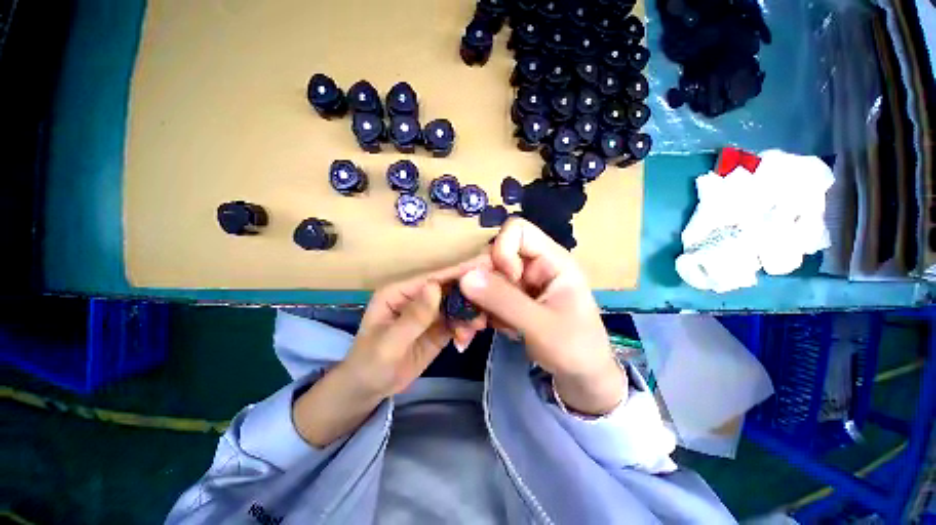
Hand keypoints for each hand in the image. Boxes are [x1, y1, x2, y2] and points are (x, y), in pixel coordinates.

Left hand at [340, 256, 489, 398]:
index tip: (485, 264)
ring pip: (457, 304)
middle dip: (470, 295)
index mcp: (400, 292)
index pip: (433, 278)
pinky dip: (466, 328)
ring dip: (470, 314)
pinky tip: (465, 340)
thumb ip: (414, 316)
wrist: (370, 389)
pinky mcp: (438, 327)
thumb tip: (435, 285)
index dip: (458, 271)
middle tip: (490, 302)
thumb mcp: (390, 343)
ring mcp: (430, 312)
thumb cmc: (370, 363)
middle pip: (449, 288)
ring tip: (476, 329)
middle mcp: (417, 297)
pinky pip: (458, 321)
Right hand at [459, 218, 625, 414]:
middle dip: (477, 284)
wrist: (581, 377)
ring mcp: (521, 283)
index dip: (502, 250)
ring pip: (484, 278)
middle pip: (493, 256)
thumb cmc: (575, 348)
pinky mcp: (511, 299)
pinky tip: (478, 331)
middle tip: (468, 314)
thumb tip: (465, 277)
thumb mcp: (541, 325)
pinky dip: (477, 312)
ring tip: (470, 329)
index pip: (518, 231)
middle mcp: (533, 265)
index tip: (503, 280)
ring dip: (473, 302)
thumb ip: (504, 300)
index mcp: (551, 260)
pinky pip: (485, 296)